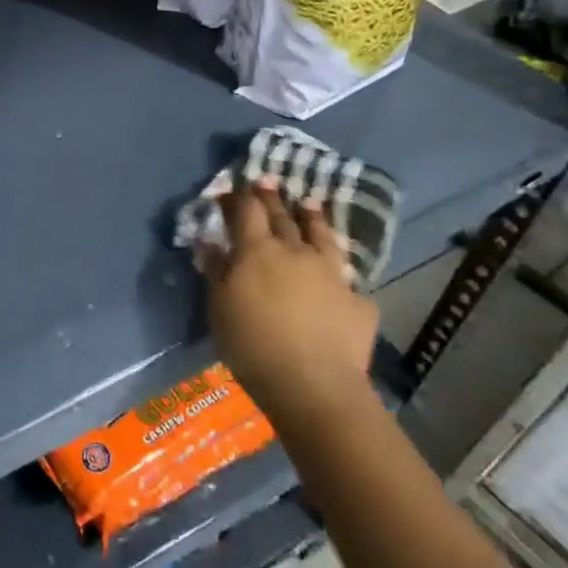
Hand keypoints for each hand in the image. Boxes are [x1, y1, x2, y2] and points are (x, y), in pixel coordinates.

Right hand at [202, 183, 379, 441]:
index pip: (245, 211)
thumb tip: (209, 242)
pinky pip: (345, 277)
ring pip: (321, 235)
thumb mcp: (219, 307)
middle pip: (282, 216)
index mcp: (257, 251)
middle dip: (271, 197)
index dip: (238, 196)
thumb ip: (215, 271)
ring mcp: (331, 273)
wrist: (313, 385)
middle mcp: (295, 251)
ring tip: (310, 204)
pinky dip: (337, 270)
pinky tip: (339, 274)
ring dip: (313, 217)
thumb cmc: (252, 344)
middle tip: (267, 182)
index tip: (232, 188)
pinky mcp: (357, 300)